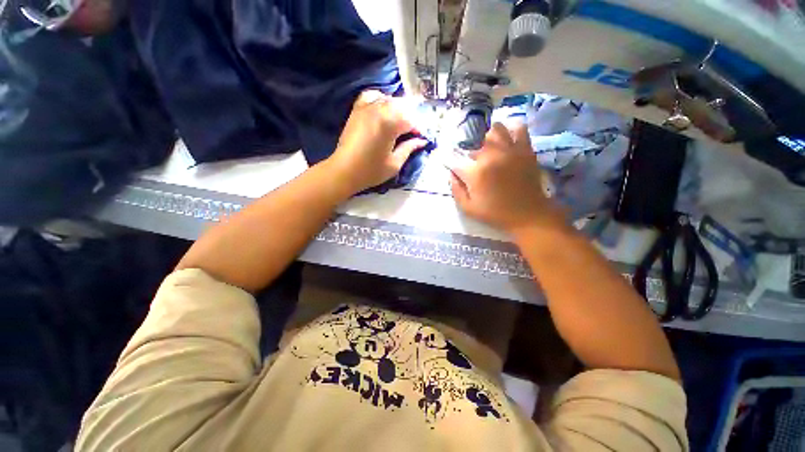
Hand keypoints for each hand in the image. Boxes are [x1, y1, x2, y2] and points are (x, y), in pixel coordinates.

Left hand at [326, 90, 427, 193]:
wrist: (344, 170)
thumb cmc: (371, 170)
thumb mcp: (394, 163)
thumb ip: (409, 148)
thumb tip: (421, 141)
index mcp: (391, 123)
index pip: (412, 120)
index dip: (419, 130)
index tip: (422, 139)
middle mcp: (380, 109)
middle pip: (403, 106)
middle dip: (411, 119)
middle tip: (412, 134)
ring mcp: (367, 107)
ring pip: (390, 99)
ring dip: (398, 110)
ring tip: (400, 123)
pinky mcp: (357, 109)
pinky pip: (372, 96)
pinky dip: (381, 100)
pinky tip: (383, 111)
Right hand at [447, 122, 564, 234]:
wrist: (528, 214)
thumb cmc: (495, 213)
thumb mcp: (468, 208)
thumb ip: (456, 190)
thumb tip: (451, 174)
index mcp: (475, 173)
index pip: (456, 161)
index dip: (452, 164)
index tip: (455, 169)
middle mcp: (491, 156)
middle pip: (475, 142)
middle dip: (471, 153)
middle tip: (475, 165)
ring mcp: (510, 150)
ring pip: (495, 129)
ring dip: (489, 138)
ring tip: (490, 149)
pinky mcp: (525, 149)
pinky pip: (519, 129)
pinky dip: (511, 130)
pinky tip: (507, 141)